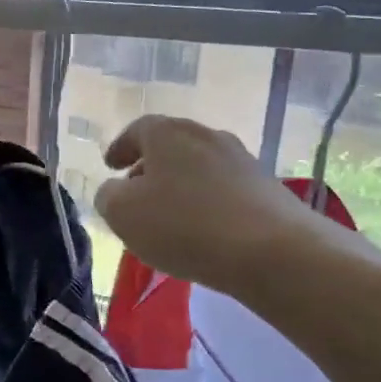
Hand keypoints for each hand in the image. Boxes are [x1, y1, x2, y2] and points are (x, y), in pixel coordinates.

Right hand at [94, 115, 323, 289]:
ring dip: (179, 185)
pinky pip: (223, 189)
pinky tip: (201, 230)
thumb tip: (115, 191)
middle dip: (150, 167)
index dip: (120, 147)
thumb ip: (108, 196)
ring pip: (198, 167)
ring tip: (168, 216)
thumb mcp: (123, 214)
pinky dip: (205, 202)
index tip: (110, 166)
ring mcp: (241, 160)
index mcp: (168, 133)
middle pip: (171, 146)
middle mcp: (207, 135)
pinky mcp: (266, 188)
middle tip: (135, 191)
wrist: (272, 251)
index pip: (137, 130)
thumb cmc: (184, 225)